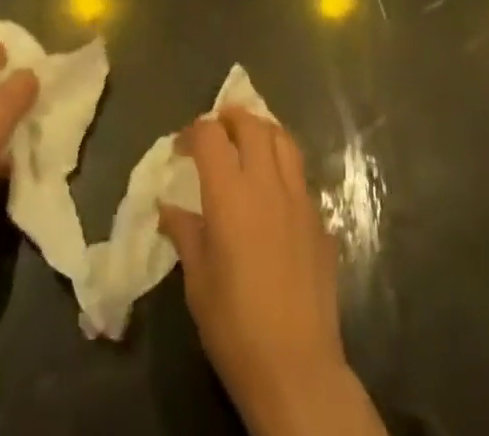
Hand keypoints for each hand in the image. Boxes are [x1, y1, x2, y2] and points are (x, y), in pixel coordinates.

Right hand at [160, 110, 367, 434]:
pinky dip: (283, 168)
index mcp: (229, 193)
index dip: (192, 132)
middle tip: (216, 133)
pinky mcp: (320, 220)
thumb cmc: (235, 325)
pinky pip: (300, 176)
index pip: (210, 135)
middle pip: (251, 124)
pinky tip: (274, 192)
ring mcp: (299, 198)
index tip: (180, 149)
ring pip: (283, 140)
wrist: (297, 368)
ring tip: (248, 144)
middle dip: (230, 119)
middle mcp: (266, 183)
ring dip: (262, 132)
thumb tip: (168, 208)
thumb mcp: (197, 280)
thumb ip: (185, 233)